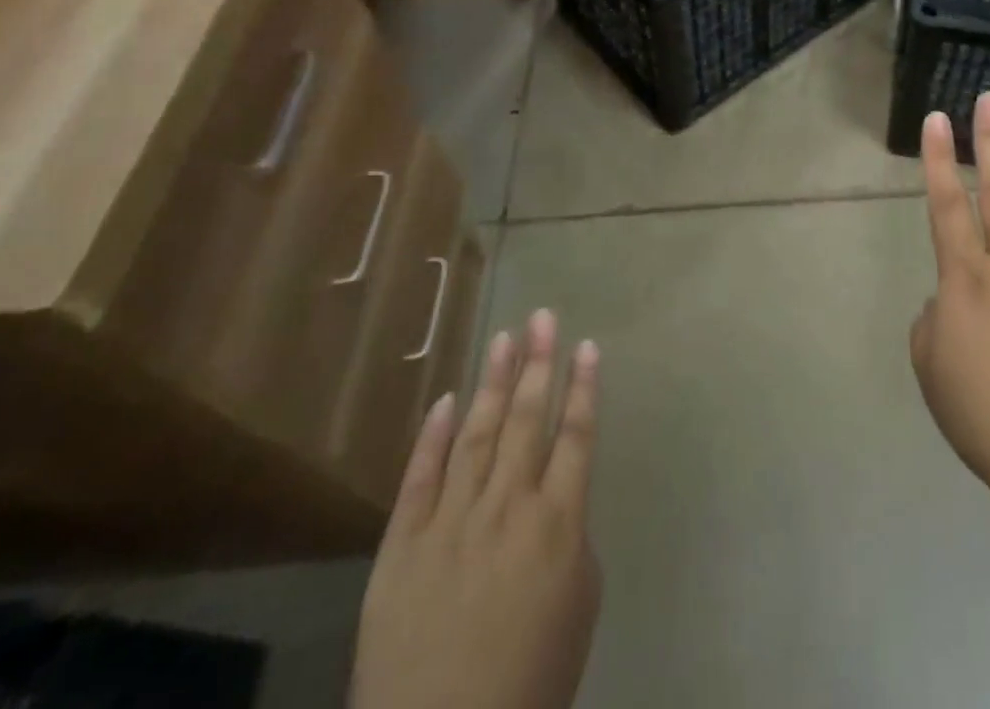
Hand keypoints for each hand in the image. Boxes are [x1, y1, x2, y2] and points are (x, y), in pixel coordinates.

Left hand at [352, 310, 602, 708]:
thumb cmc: (530, 679)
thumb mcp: (579, 606)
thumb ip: (572, 538)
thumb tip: (557, 498)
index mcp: (557, 521)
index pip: (577, 435)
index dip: (584, 387)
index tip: (587, 346)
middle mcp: (507, 505)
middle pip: (528, 418)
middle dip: (538, 363)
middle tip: (543, 317)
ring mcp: (450, 521)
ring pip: (478, 434)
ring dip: (494, 382)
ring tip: (505, 337)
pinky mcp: (402, 545)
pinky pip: (420, 477)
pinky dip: (434, 435)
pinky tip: (448, 399)